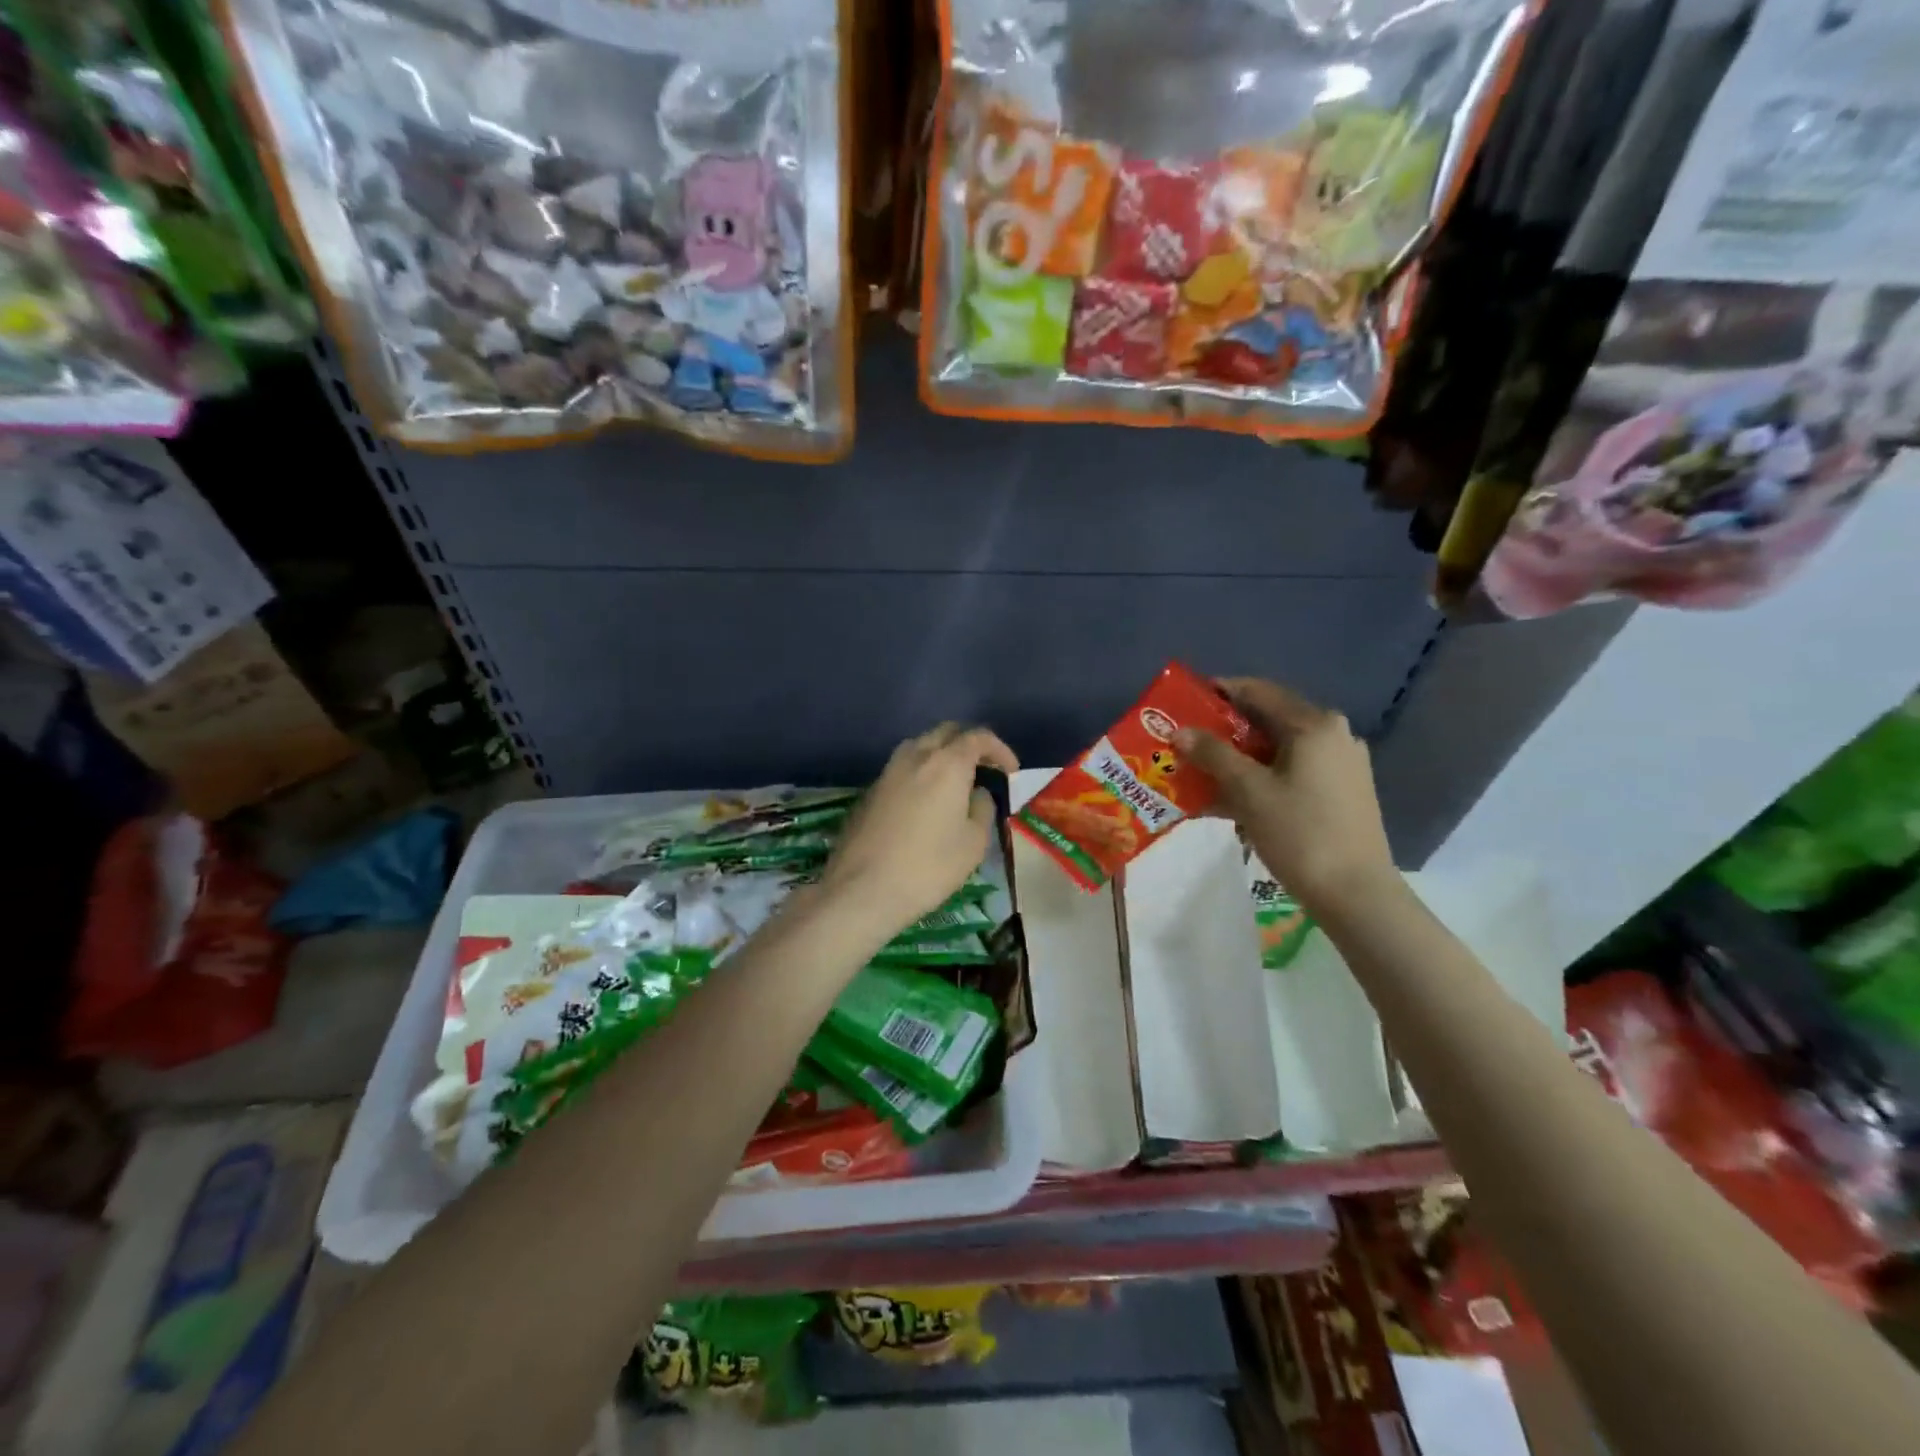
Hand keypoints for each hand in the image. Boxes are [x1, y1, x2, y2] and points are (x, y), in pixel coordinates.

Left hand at [820, 723, 1019, 939]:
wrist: (862, 889)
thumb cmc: (929, 867)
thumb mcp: (973, 842)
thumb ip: (982, 808)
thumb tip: (977, 793)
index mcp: (947, 763)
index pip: (978, 737)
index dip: (1000, 750)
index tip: (1011, 771)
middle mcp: (915, 756)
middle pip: (946, 732)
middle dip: (969, 744)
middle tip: (985, 769)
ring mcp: (888, 771)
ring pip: (920, 746)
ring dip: (942, 755)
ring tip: (956, 783)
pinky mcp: (870, 791)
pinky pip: (902, 769)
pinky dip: (921, 773)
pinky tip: (926, 802)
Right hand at [1173, 678, 1394, 912]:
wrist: (1356, 894)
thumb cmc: (1301, 833)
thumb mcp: (1249, 791)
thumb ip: (1213, 755)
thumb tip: (1180, 731)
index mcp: (1314, 725)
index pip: (1259, 691)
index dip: (1220, 692)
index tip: (1185, 702)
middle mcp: (1333, 735)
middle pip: (1269, 722)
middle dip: (1225, 732)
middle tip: (1188, 742)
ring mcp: (1341, 765)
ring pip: (1279, 751)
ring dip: (1240, 760)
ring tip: (1202, 775)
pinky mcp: (1342, 793)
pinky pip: (1292, 773)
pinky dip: (1261, 779)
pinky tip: (1232, 801)